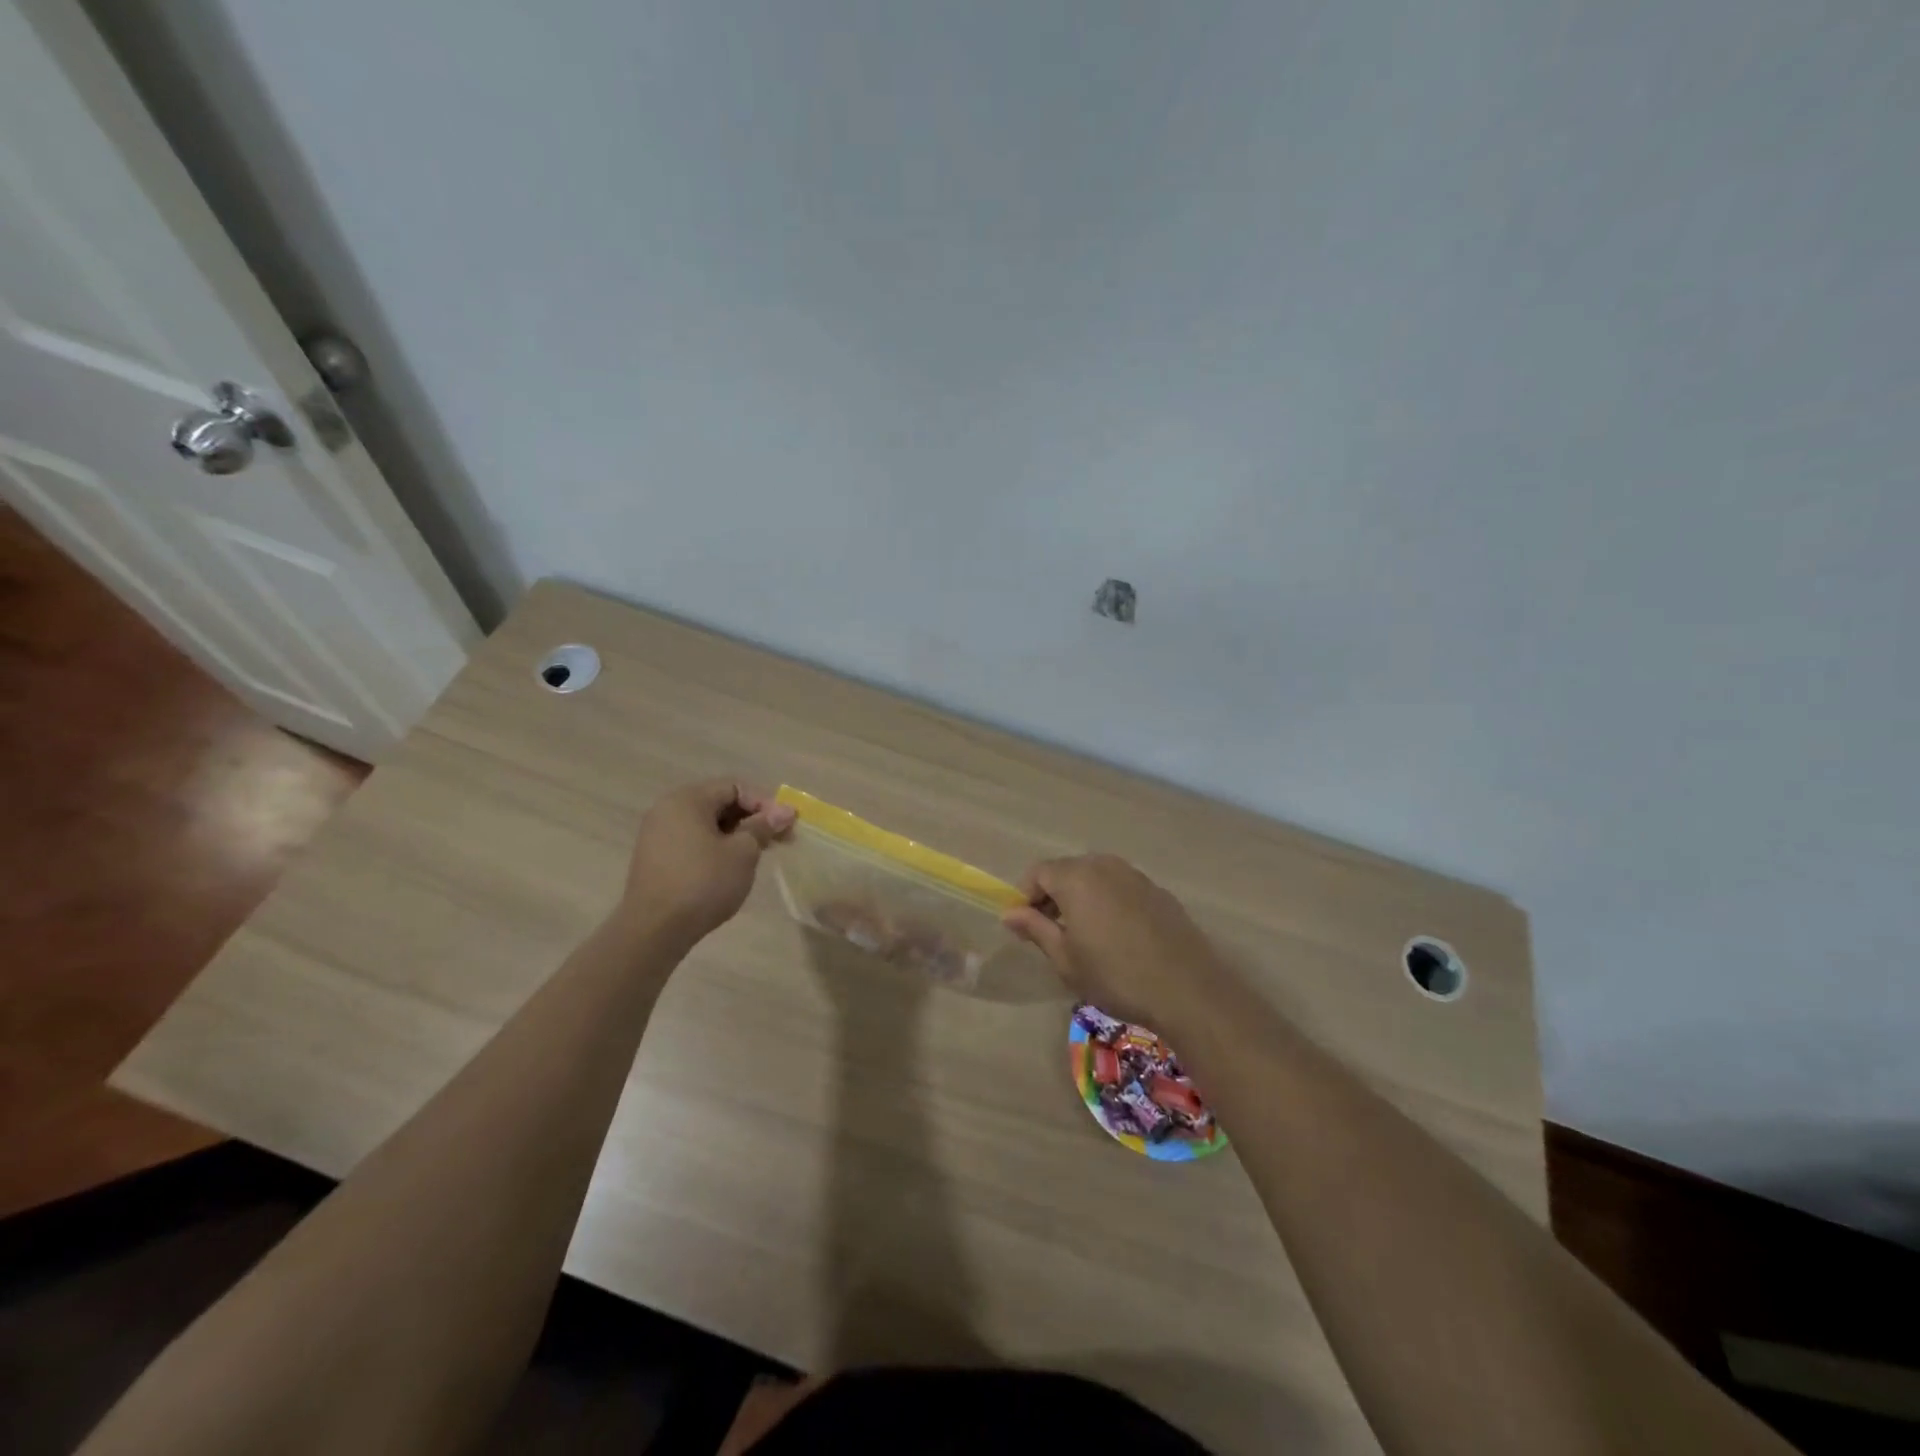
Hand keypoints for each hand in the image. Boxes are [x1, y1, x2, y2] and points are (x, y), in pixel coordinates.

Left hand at [617, 780, 794, 945]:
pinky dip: (716, 847)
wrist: (654, 930)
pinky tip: (731, 868)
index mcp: (687, 799)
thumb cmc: (703, 883)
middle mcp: (668, 809)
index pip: (735, 787)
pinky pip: (693, 841)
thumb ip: (763, 827)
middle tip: (778, 840)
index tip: (787, 825)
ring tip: (758, 856)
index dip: (765, 804)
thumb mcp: (742, 853)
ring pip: (707, 824)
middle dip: (752, 819)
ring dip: (736, 835)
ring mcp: (657, 834)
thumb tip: (784, 811)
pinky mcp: (655, 858)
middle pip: (719, 803)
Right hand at [1003, 854, 1226, 1026]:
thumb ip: (1035, 929)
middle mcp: (1105, 865)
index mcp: (1076, 877)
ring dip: (1082, 898)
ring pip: (1096, 877)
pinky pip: (1121, 888)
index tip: (1026, 927)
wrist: (1187, 990)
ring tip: (1084, 935)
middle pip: (1067, 870)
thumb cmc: (1115, 976)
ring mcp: (1135, 876)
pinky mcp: (1158, 891)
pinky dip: (1109, 902)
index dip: (1026, 896)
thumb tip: (1010, 913)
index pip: (1038, 872)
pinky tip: (1118, 937)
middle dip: (1053, 895)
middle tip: (1051, 932)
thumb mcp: (1065, 959)